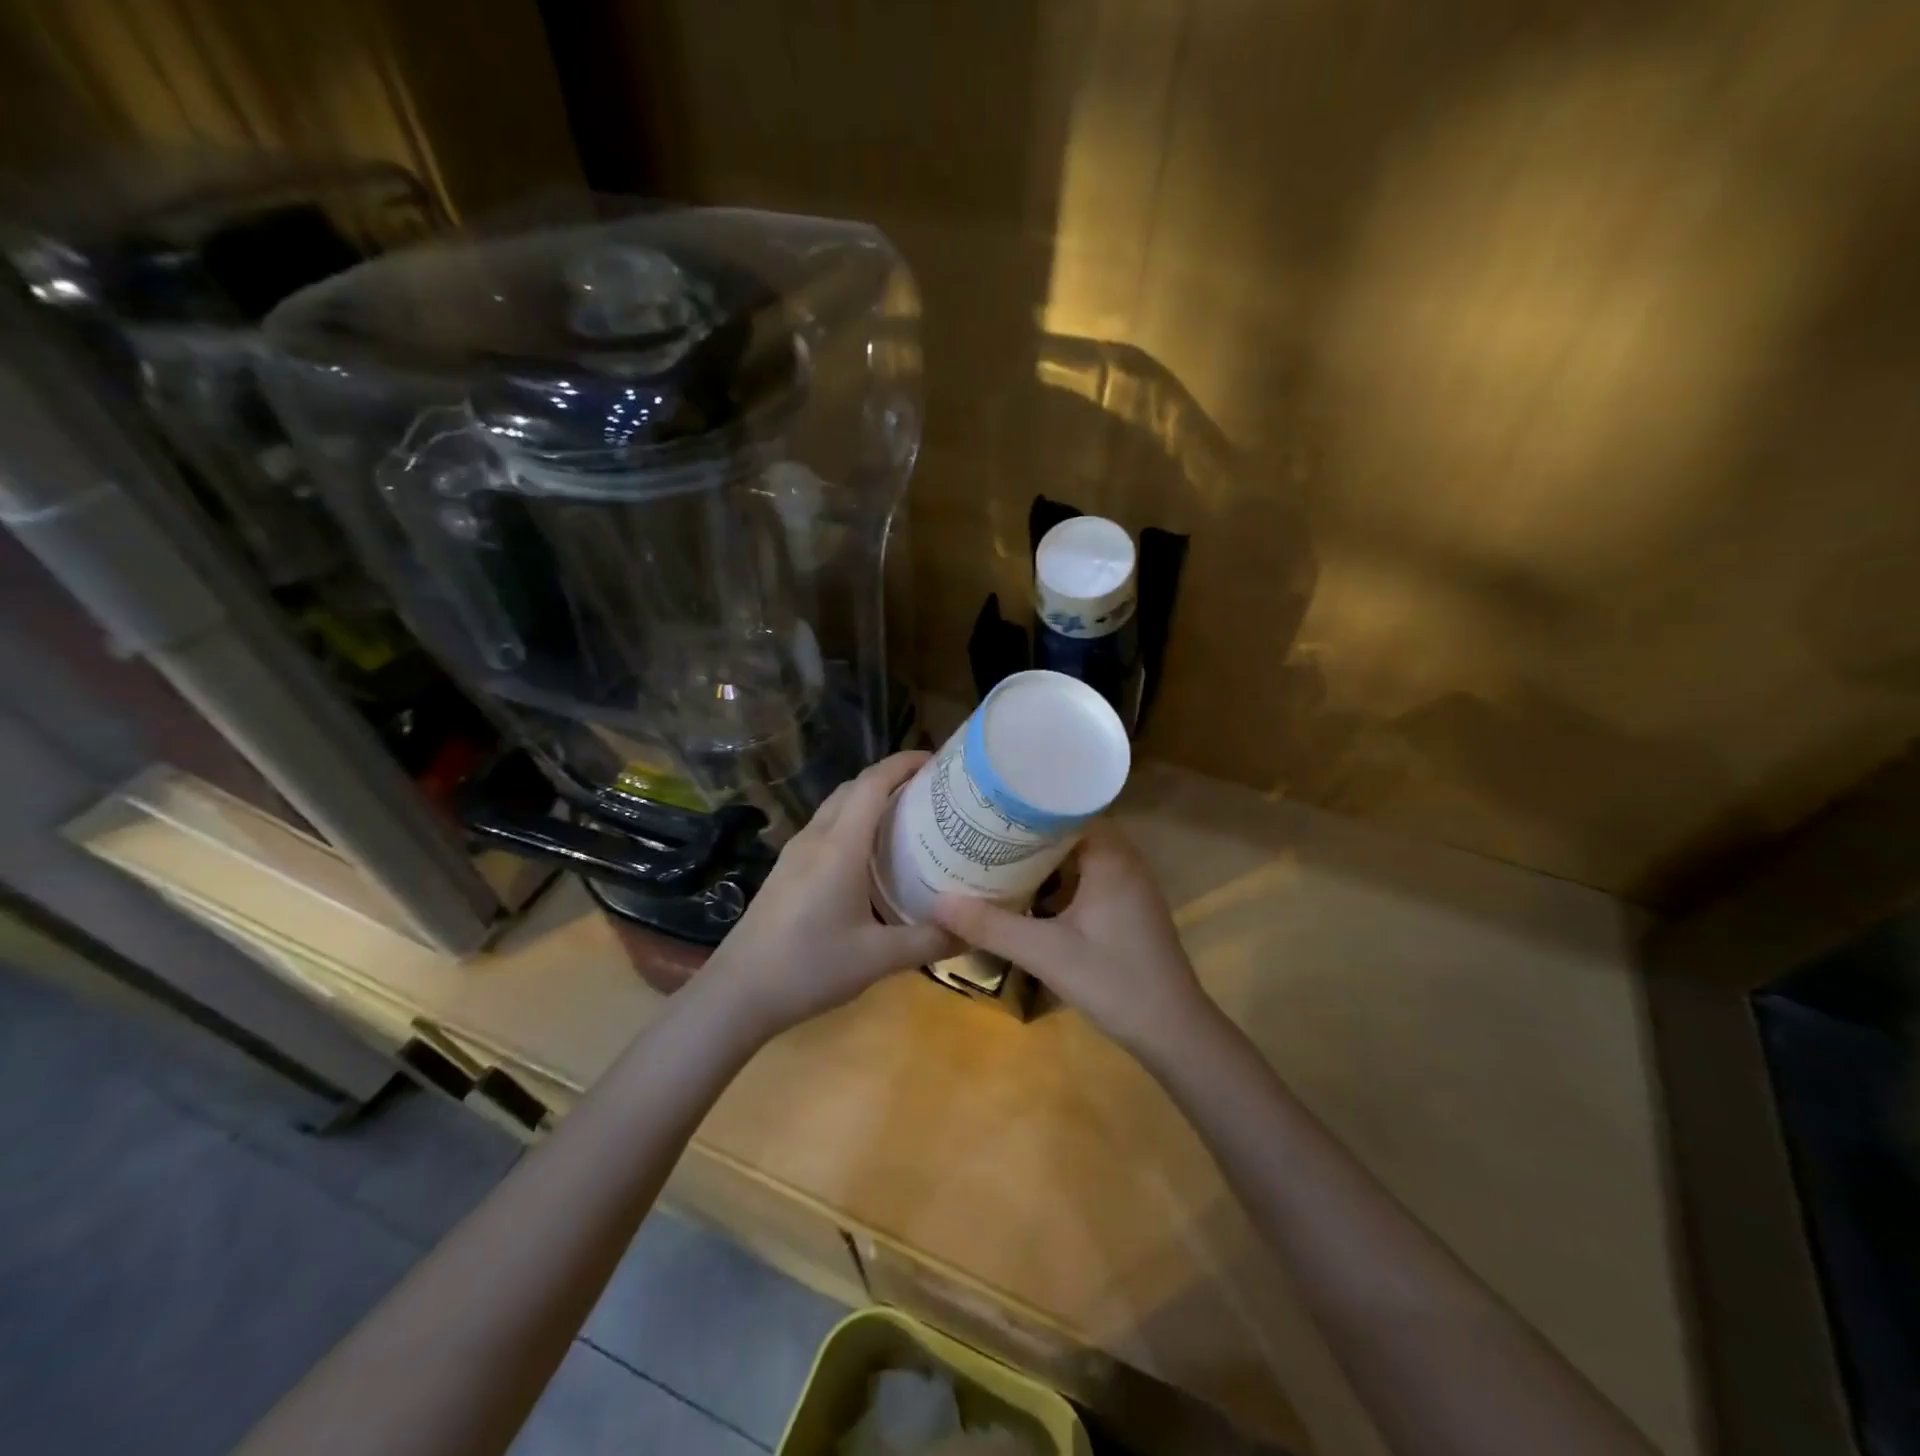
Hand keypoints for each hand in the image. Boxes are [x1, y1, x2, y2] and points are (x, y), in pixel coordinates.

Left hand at [705, 751, 957, 1037]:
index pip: (873, 783)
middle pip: (854, 787)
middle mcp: (816, 838)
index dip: (904, 763)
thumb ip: (929, 941)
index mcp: (839, 846)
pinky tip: (870, 856)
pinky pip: (826, 828)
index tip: (938, 761)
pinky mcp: (786, 870)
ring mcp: (795, 852)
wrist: (737, 993)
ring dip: (870, 800)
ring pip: (836, 807)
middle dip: (892, 778)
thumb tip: (973, 931)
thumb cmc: (809, 968)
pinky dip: (853, 822)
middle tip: (931, 792)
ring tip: (907, 819)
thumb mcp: (878, 959)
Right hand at [931, 823, 1209, 1053]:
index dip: (1027, 803)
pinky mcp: (1126, 907)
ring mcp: (1127, 884)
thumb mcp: (1046, 953)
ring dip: (1040, 856)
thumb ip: (992, 926)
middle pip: (1068, 829)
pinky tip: (1024, 890)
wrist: (1173, 1031)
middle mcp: (1123, 860)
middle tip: (980, 827)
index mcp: (1111, 856)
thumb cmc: (1114, 982)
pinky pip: (1085, 877)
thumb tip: (936, 903)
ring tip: (993, 851)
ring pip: (1076, 855)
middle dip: (1026, 830)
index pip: (1067, 807)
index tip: (988, 802)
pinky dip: (1056, 878)